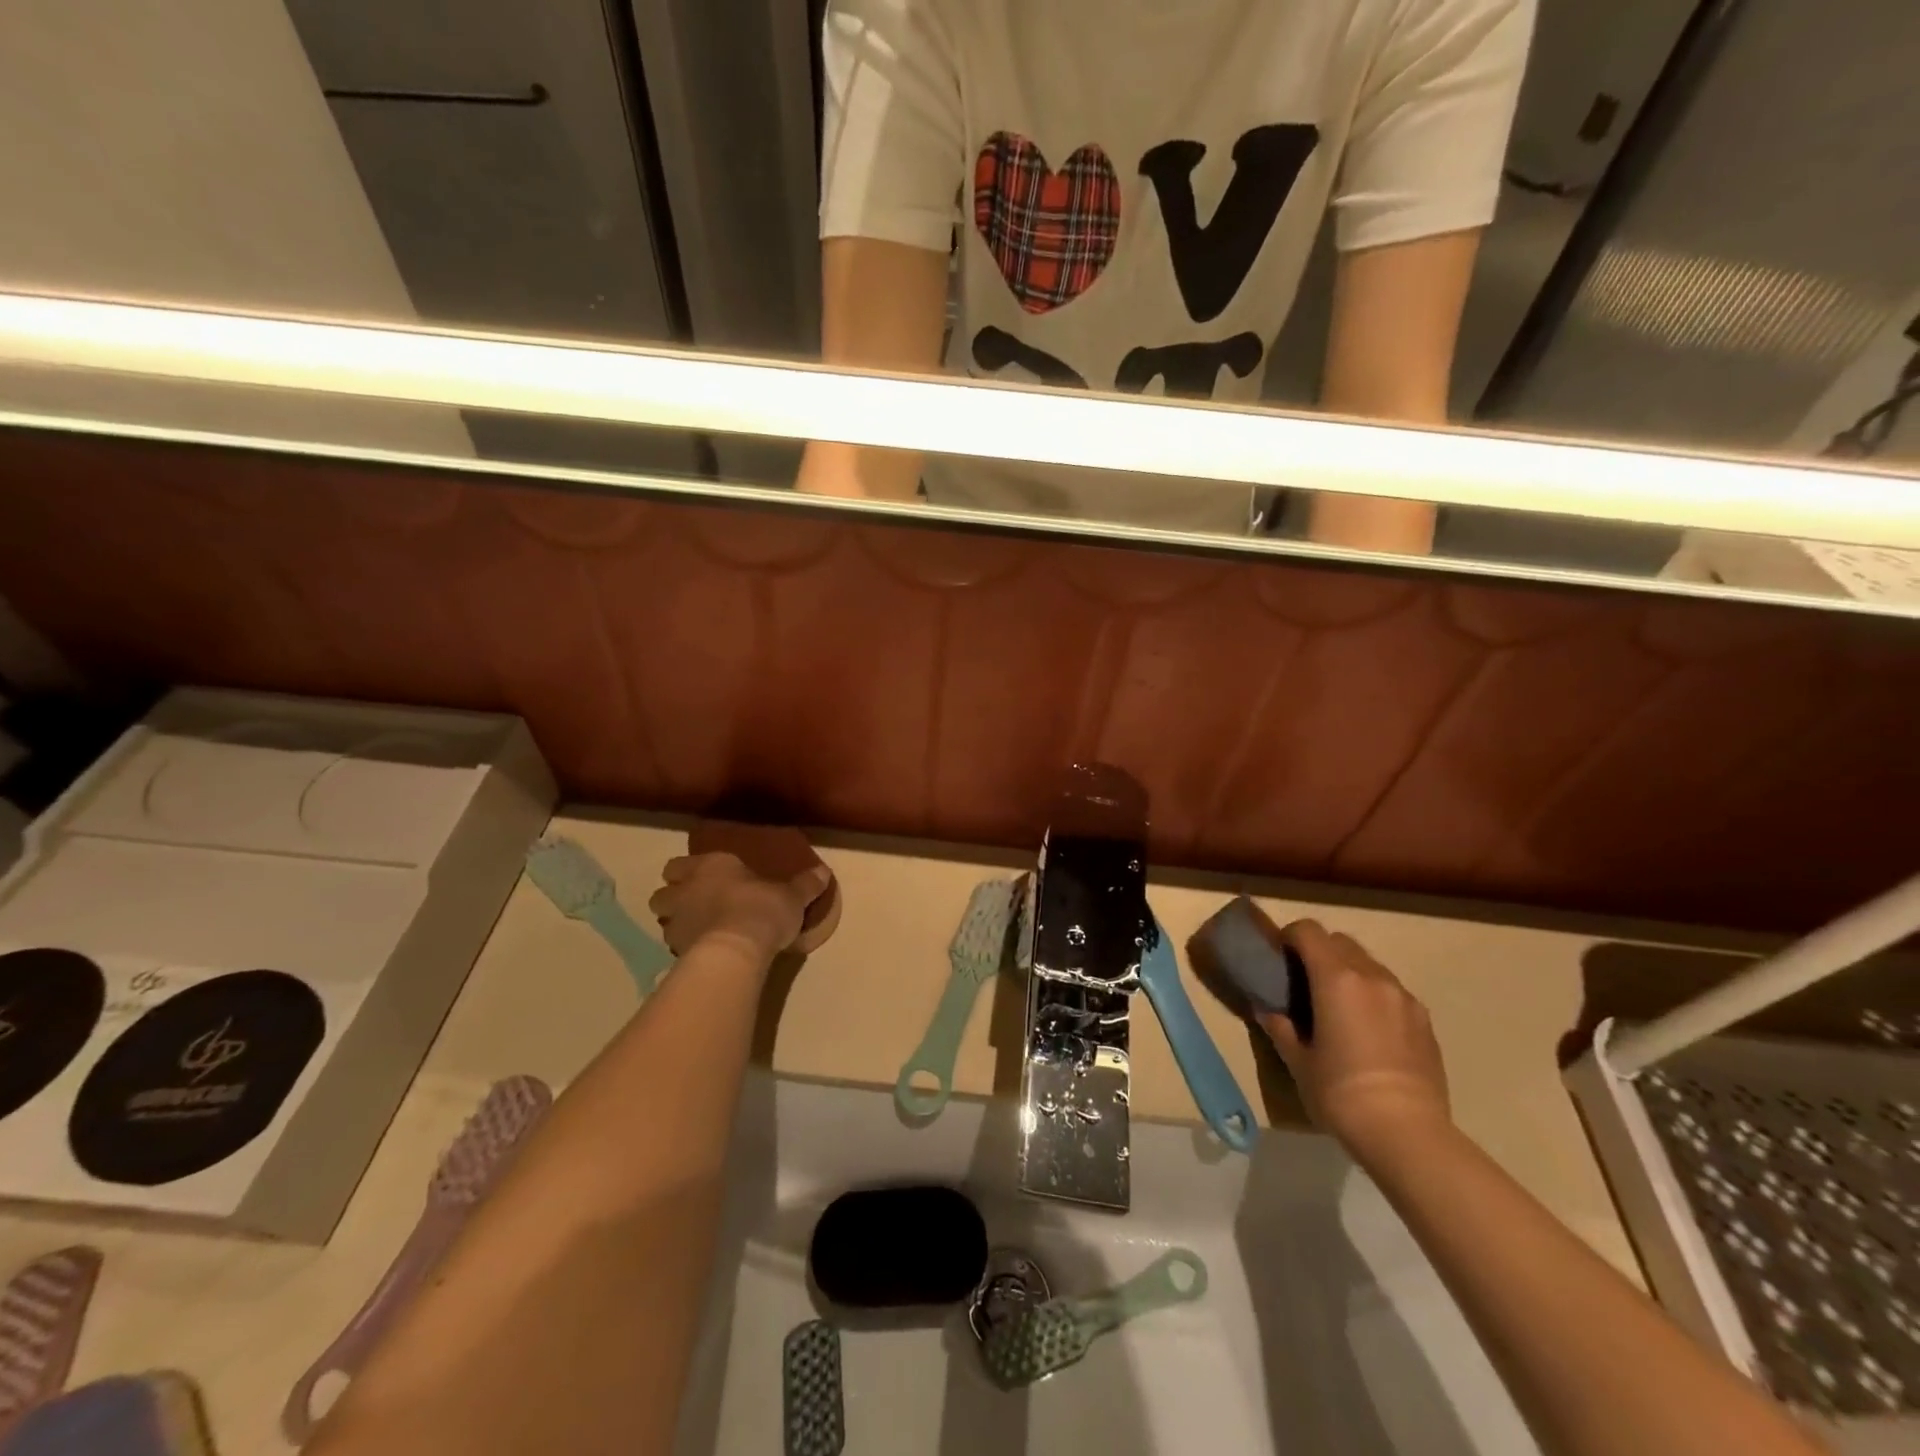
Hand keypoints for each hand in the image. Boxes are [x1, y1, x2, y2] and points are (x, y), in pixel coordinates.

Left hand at [647, 853, 832, 959]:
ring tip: (698, 932)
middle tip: (695, 906)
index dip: (686, 872)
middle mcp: (686, 890)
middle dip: (673, 898)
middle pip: (661, 894)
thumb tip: (823, 871)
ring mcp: (677, 922)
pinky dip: (685, 949)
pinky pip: (674, 947)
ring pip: (663, 921)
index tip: (702, 879)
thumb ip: (806, 884)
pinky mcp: (676, 952)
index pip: (679, 864)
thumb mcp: (793, 896)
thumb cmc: (762, 909)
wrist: (738, 949)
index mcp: (710, 866)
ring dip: (676, 924)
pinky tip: (704, 954)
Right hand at [1258, 920, 1450, 1160]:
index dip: (1290, 936)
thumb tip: (1268, 1011)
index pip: (1308, 931)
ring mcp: (1403, 997)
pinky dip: (1374, 996)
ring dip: (1349, 972)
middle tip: (1305, 982)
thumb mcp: (1298, 1061)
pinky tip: (1369, 1030)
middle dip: (1320, 951)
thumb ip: (1280, 1027)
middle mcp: (1372, 976)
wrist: (1408, 1134)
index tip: (1279, 957)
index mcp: (1336, 978)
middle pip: (1340, 941)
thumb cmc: (1340, 1093)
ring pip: (1369, 964)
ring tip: (1339, 1007)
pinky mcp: (1425, 1020)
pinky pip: (1392, 991)